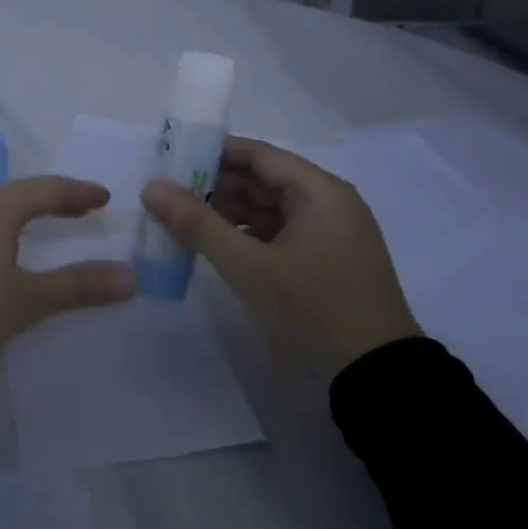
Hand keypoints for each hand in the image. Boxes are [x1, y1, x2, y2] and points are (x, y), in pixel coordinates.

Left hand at [0, 176, 137, 361]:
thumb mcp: (26, 301)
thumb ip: (78, 287)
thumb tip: (131, 277)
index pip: (48, 189)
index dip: (79, 193)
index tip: (103, 197)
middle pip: (18, 193)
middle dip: (51, 201)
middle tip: (77, 211)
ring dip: (19, 214)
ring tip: (37, 227)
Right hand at [140, 137, 419, 380]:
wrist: (376, 375)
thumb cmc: (312, 308)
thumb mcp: (248, 267)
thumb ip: (197, 224)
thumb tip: (151, 187)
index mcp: (319, 191)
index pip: (258, 155)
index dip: (213, 154)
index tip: (172, 162)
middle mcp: (330, 201)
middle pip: (265, 179)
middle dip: (218, 186)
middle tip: (171, 197)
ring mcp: (333, 231)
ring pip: (272, 207)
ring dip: (231, 212)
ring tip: (187, 223)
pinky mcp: (330, 258)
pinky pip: (283, 231)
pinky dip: (251, 234)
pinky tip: (220, 246)